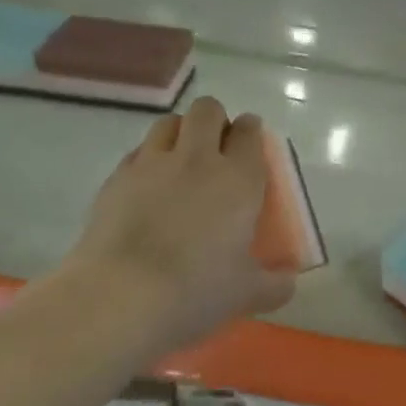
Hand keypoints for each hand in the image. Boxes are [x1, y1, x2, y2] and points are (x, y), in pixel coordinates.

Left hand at [58, 97, 295, 352]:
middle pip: (207, 110)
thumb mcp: (247, 292)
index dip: (251, 132)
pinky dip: (148, 159)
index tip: (251, 145)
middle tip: (217, 149)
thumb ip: (275, 283)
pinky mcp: (116, 178)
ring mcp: (152, 164)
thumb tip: (288, 281)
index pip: (249, 131)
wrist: (121, 296)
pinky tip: (148, 188)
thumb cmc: (197, 289)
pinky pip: (138, 152)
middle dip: (215, 121)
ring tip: (181, 161)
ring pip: (169, 122)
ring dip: (180, 132)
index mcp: (239, 178)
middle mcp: (198, 159)